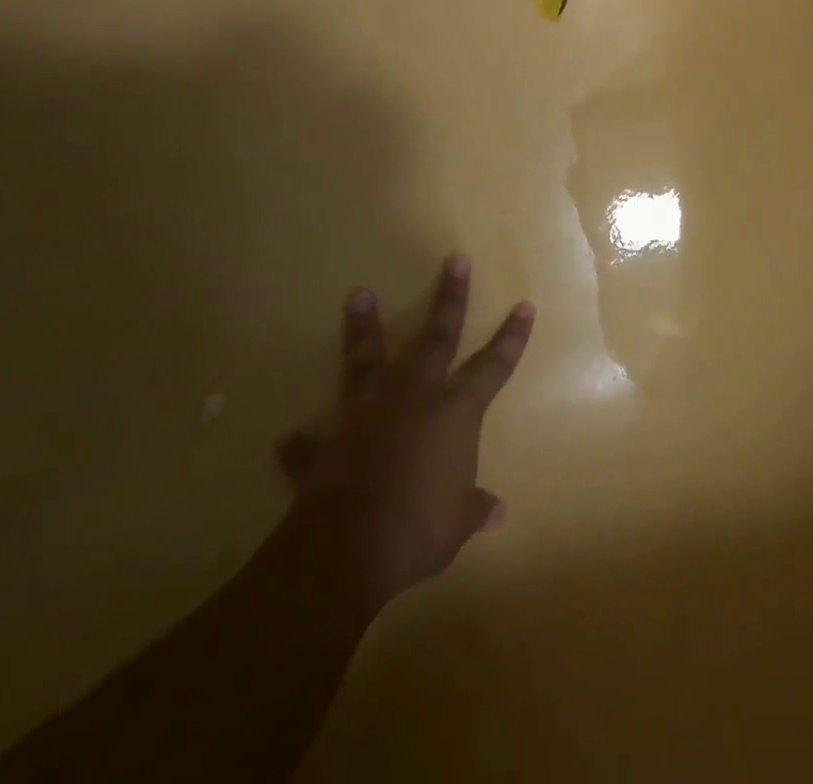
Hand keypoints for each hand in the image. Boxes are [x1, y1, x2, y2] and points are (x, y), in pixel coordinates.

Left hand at [266, 256, 533, 624]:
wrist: (345, 553)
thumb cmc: (417, 530)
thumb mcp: (456, 524)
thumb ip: (474, 510)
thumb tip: (497, 513)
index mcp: (455, 413)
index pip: (493, 366)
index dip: (511, 337)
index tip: (523, 306)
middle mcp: (414, 398)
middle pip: (437, 337)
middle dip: (450, 298)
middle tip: (454, 260)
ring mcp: (367, 415)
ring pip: (367, 359)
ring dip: (363, 328)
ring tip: (357, 294)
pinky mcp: (326, 445)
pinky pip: (311, 442)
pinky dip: (302, 442)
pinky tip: (289, 437)